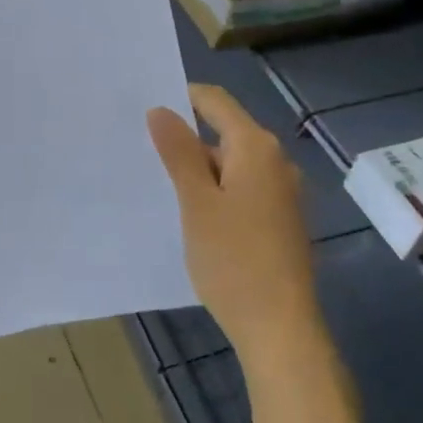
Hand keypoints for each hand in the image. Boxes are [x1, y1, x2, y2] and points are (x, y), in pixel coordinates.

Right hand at [148, 84, 323, 375]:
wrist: (279, 326)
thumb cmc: (233, 260)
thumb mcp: (196, 202)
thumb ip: (178, 152)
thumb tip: (160, 110)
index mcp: (256, 149)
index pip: (215, 102)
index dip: (181, 97)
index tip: (143, 109)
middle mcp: (276, 163)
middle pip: (223, 134)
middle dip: (184, 140)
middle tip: (141, 153)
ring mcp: (281, 193)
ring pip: (230, 166)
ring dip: (197, 171)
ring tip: (157, 186)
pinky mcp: (279, 220)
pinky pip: (241, 190)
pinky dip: (215, 193)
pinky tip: (190, 216)